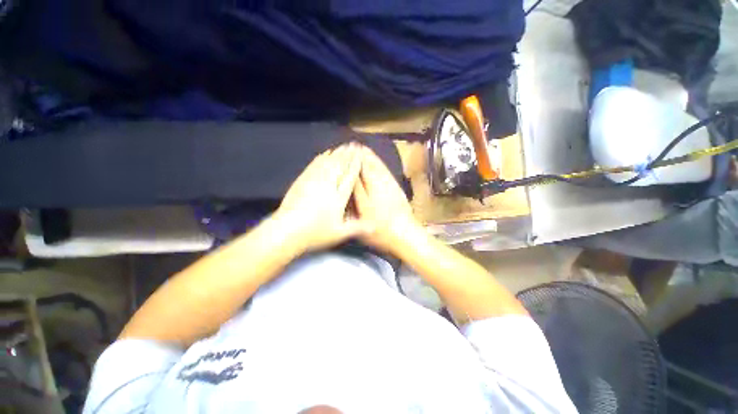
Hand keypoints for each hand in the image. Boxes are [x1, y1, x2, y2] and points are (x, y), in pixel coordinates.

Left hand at [274, 143, 367, 252]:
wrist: (286, 231)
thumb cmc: (315, 233)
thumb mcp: (339, 234)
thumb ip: (357, 227)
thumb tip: (374, 225)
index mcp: (338, 197)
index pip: (349, 177)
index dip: (356, 165)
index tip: (361, 154)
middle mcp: (327, 186)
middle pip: (339, 166)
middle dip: (347, 155)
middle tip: (353, 144)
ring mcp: (313, 181)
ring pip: (327, 163)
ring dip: (336, 153)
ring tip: (342, 145)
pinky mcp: (302, 181)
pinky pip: (314, 165)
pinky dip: (321, 158)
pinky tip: (323, 153)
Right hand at [353, 147, 422, 254]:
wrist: (406, 234)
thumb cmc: (381, 229)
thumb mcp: (364, 214)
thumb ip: (357, 194)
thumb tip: (352, 176)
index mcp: (372, 189)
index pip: (362, 169)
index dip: (354, 159)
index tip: (348, 149)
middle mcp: (382, 184)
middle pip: (371, 165)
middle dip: (363, 154)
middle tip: (355, 145)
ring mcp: (391, 186)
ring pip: (380, 167)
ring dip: (372, 157)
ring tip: (364, 149)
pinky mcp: (397, 189)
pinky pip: (387, 172)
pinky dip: (381, 165)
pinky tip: (379, 164)